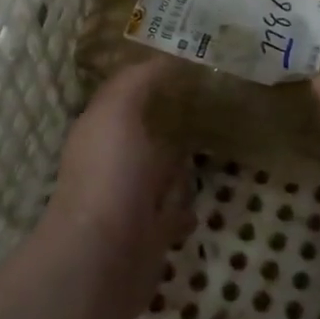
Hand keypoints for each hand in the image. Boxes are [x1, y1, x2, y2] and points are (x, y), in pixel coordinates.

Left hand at [38, 57, 196, 318]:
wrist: (102, 260)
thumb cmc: (109, 177)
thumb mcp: (118, 112)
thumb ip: (137, 82)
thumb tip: (165, 58)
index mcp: (102, 131)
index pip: (129, 97)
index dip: (154, 80)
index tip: (192, 65)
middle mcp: (115, 163)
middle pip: (148, 135)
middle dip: (173, 122)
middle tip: (215, 105)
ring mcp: (132, 202)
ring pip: (163, 174)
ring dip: (182, 167)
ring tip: (217, 148)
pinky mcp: (151, 236)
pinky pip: (175, 214)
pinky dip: (187, 207)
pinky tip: (203, 199)